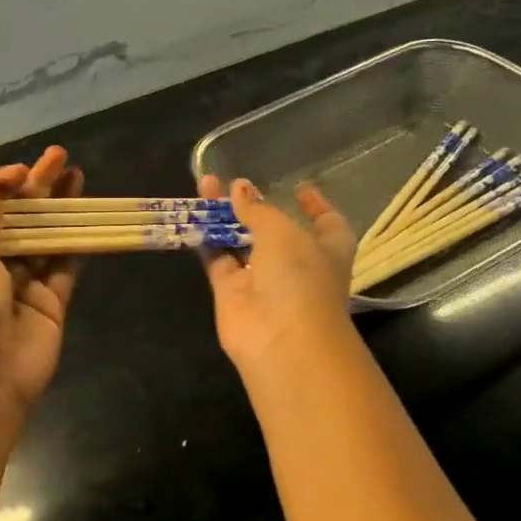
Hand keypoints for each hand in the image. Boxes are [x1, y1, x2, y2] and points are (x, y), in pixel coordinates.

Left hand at [0, 146, 83, 422]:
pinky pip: (64, 266)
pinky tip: (86, 215)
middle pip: (15, 219)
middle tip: (60, 157)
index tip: (21, 174)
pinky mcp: (50, 303)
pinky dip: (75, 241)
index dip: (0, 187)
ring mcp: (20, 285)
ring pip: (43, 238)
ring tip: (77, 175)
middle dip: (35, 189)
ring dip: (58, 209)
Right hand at [198, 174, 355, 375]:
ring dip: (224, 216)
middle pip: (274, 228)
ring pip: (241, 241)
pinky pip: (217, 259)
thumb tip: (239, 188)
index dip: (314, 205)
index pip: (326, 221)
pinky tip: (193, 214)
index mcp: (327, 248)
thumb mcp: (282, 231)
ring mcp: (262, 279)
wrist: (281, 338)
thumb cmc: (299, 276)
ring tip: (204, 185)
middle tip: (231, 181)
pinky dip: (206, 239)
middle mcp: (296, 263)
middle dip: (255, 205)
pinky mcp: (231, 292)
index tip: (298, 187)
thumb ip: (258, 208)